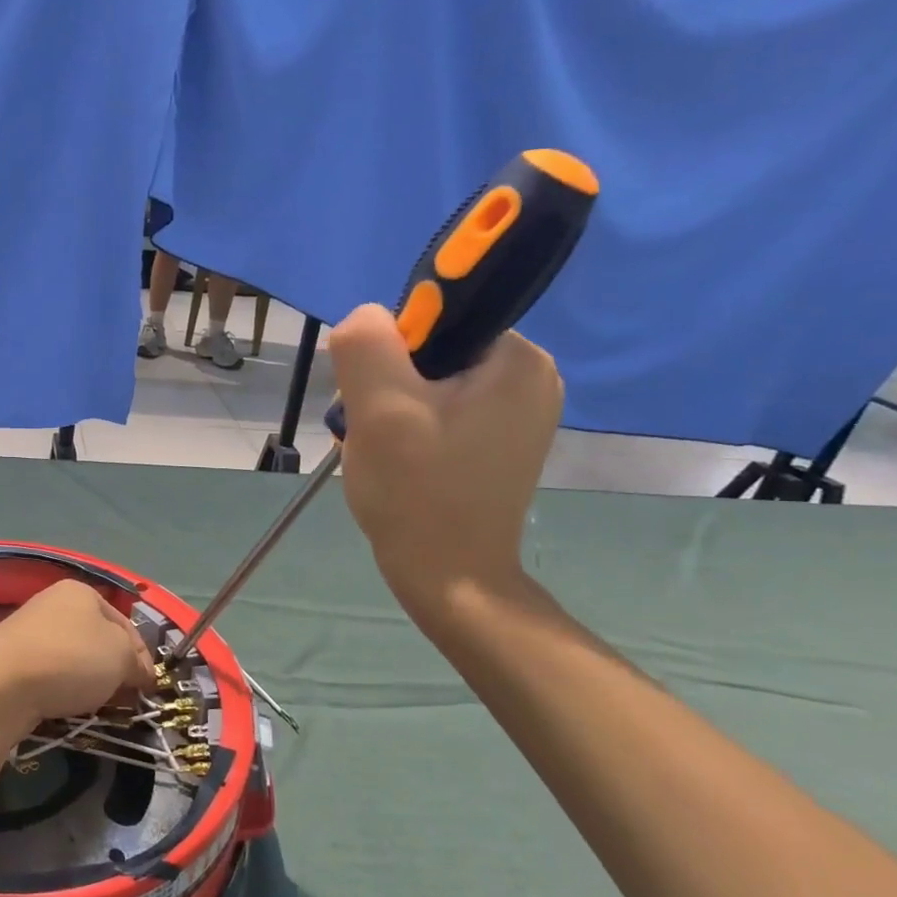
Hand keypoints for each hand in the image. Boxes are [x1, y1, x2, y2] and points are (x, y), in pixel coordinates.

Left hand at [0, 580, 156, 730]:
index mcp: (82, 592)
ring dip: (88, 683)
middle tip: (125, 701)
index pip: (125, 624)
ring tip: (96, 708)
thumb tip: (139, 674)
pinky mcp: (10, 660)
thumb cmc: (71, 658)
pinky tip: (64, 707)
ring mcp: (29, 631)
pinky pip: (49, 675)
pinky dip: (61, 690)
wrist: (1, 683)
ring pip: (73, 659)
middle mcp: (53, 604)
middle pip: (98, 641)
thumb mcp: (121, 656)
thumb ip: (136, 663)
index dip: (142, 656)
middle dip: (114, 670)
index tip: (149, 688)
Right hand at [327, 303, 562, 612]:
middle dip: (386, 384)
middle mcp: (530, 378)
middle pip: (431, 351)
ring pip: (428, 382)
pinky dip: (407, 428)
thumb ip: (366, 344)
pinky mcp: (498, 441)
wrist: (449, 578)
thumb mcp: (380, 410)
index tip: (373, 397)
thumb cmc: (417, 492)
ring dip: (390, 409)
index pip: (437, 317)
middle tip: (373, 431)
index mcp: (518, 359)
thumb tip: (365, 317)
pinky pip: (439, 410)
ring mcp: (517, 413)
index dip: (390, 350)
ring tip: (382, 451)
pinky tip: (397, 460)